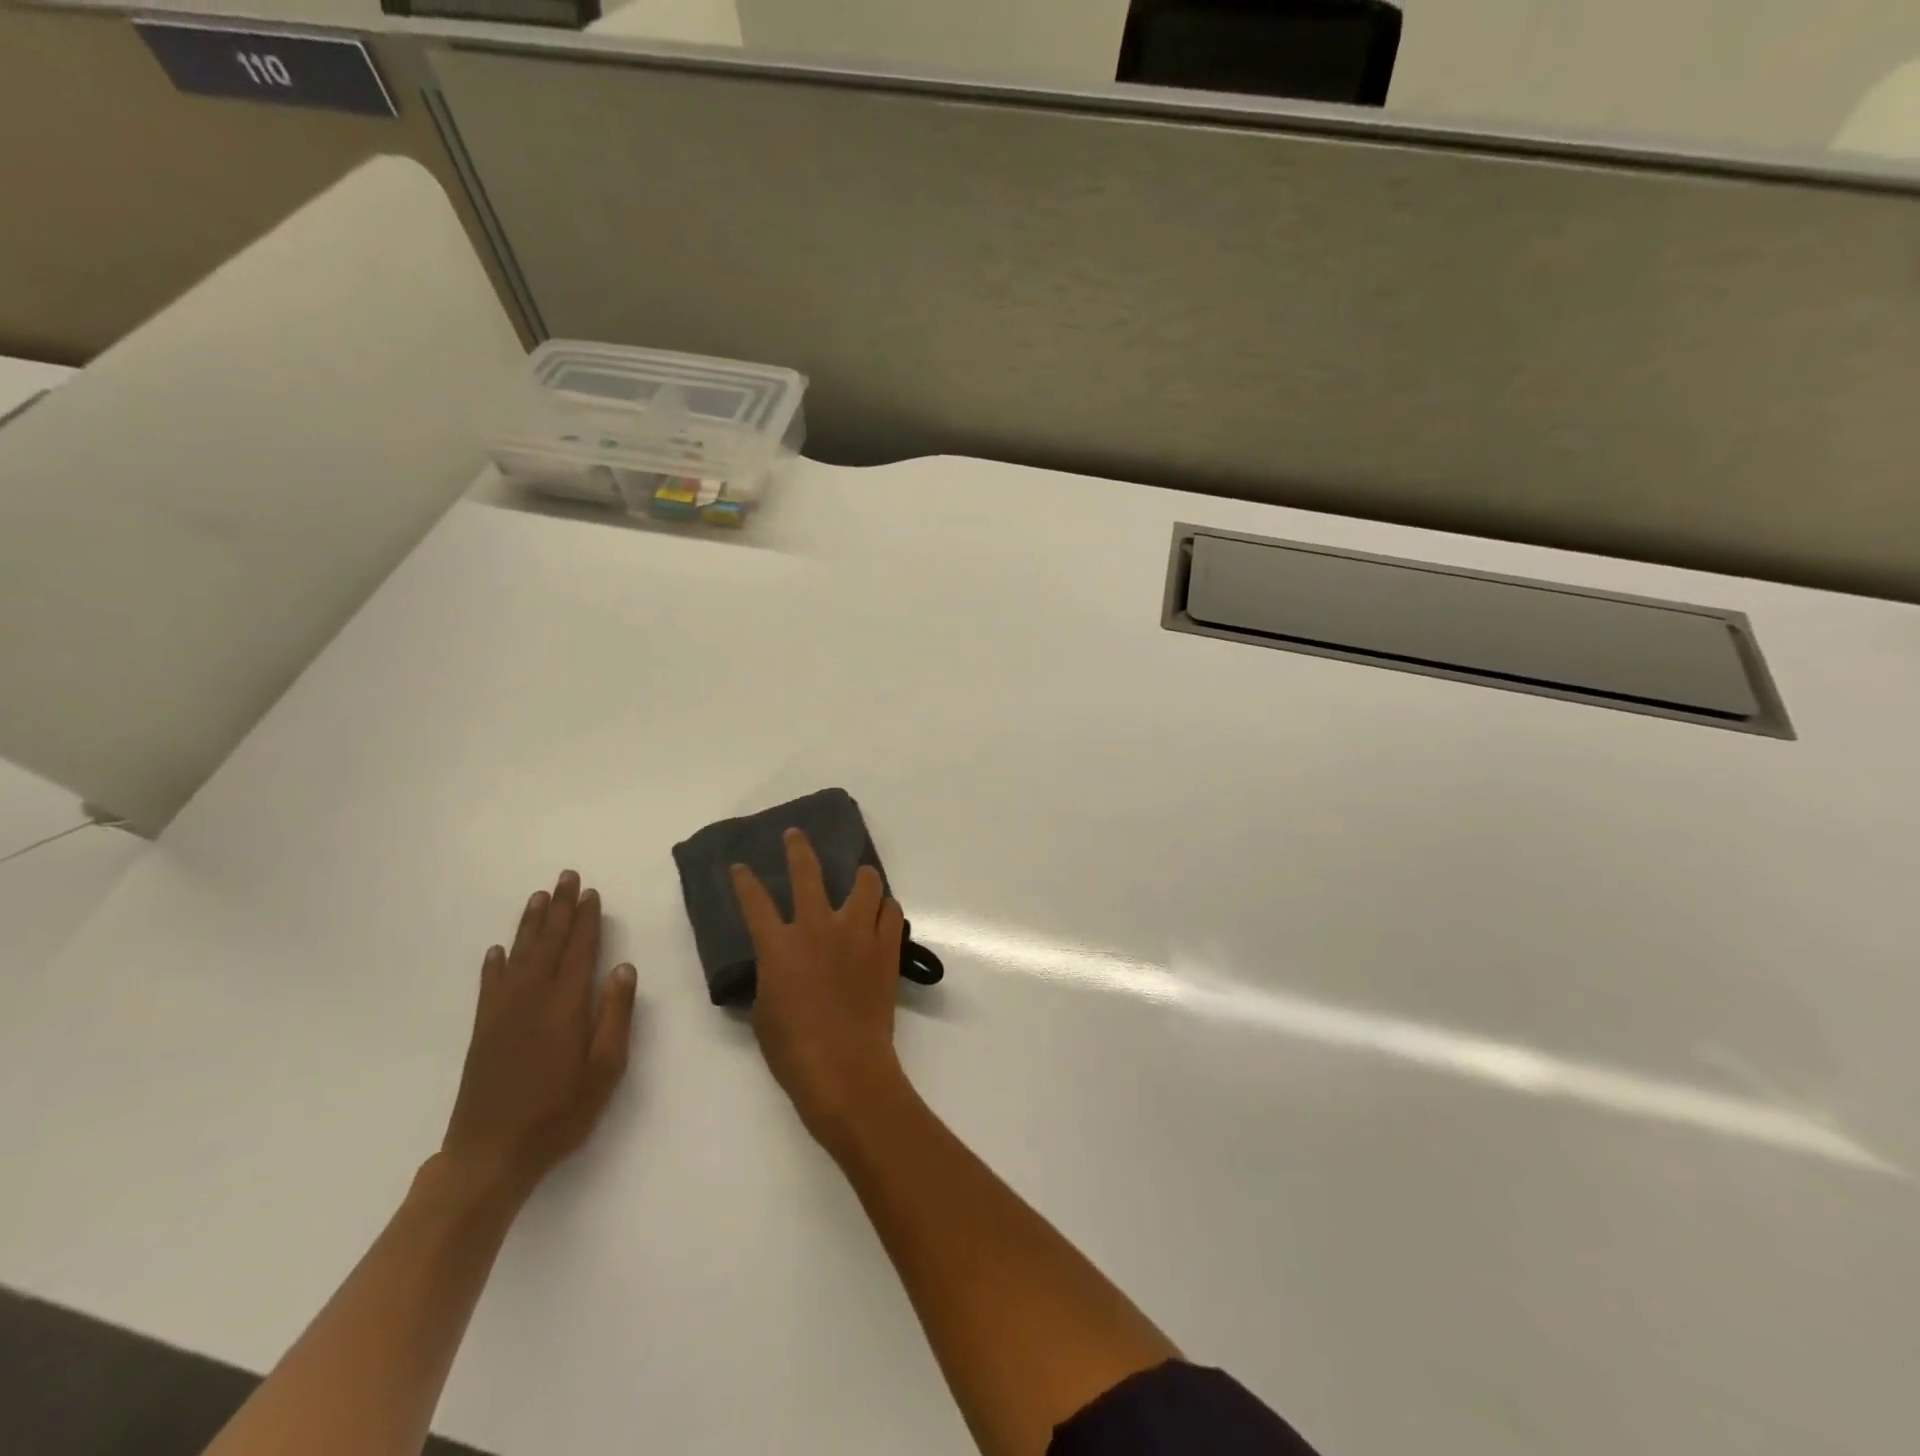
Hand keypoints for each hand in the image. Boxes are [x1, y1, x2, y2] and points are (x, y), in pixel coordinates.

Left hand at [439, 871, 637, 1204]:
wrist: (489, 1155)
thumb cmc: (559, 1113)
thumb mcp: (605, 1069)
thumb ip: (615, 1015)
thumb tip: (624, 968)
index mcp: (566, 1005)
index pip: (579, 950)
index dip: (586, 920)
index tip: (591, 893)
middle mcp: (532, 998)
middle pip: (548, 943)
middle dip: (559, 908)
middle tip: (566, 877)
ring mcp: (502, 1013)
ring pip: (518, 955)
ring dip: (530, 924)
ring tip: (538, 897)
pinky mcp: (482, 1030)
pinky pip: (490, 984)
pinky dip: (494, 963)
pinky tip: (498, 950)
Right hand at [732, 830, 909, 1150]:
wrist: (843, 1066)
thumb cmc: (793, 1048)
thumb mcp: (764, 1010)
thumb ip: (771, 975)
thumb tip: (779, 964)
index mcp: (778, 945)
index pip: (754, 901)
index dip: (745, 881)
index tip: (741, 866)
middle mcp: (817, 927)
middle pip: (808, 872)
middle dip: (798, 848)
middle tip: (796, 835)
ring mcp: (855, 933)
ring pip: (865, 882)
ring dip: (860, 877)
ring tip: (859, 878)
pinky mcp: (885, 946)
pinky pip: (890, 911)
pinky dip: (884, 908)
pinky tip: (880, 915)